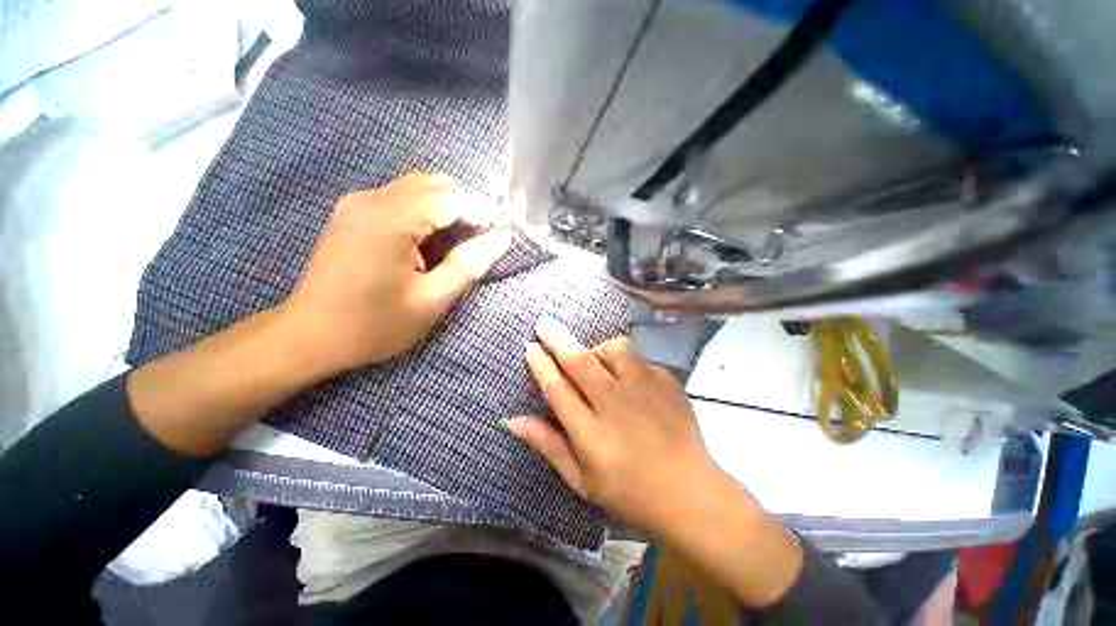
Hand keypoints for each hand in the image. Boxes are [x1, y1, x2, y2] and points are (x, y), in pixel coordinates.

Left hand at [280, 173, 510, 377]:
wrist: (309, 337)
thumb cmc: (374, 325)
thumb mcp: (431, 301)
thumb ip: (468, 266)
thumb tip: (501, 239)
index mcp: (390, 221)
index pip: (449, 196)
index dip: (479, 212)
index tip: (495, 236)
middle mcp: (371, 200)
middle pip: (432, 184)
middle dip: (462, 208)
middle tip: (475, 243)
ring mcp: (357, 204)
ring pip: (416, 189)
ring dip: (443, 211)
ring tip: (452, 247)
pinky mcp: (351, 214)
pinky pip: (398, 199)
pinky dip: (422, 214)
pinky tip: (424, 244)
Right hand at [507, 317, 804, 607]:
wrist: (690, 494)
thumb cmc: (630, 494)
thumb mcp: (581, 481)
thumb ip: (549, 445)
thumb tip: (513, 421)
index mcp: (591, 432)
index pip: (557, 388)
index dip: (540, 364)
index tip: (530, 346)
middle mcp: (615, 404)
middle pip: (580, 362)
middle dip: (557, 340)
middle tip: (544, 323)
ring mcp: (644, 390)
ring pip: (613, 350)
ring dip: (596, 348)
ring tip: (593, 357)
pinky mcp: (666, 382)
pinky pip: (640, 357)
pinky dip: (626, 358)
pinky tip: (626, 373)